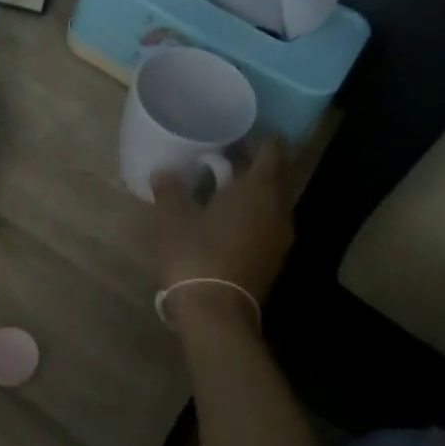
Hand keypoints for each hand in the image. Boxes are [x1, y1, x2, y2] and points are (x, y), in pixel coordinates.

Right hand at [150, 138, 294, 331]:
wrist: (215, 313)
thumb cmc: (195, 254)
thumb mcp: (172, 218)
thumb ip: (170, 190)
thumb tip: (164, 172)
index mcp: (258, 190)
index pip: (272, 152)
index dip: (261, 139)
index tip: (241, 132)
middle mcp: (278, 210)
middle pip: (274, 178)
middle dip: (254, 165)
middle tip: (225, 157)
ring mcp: (280, 238)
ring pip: (271, 203)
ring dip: (253, 193)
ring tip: (223, 188)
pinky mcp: (273, 260)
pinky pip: (267, 225)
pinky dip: (252, 215)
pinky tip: (227, 220)